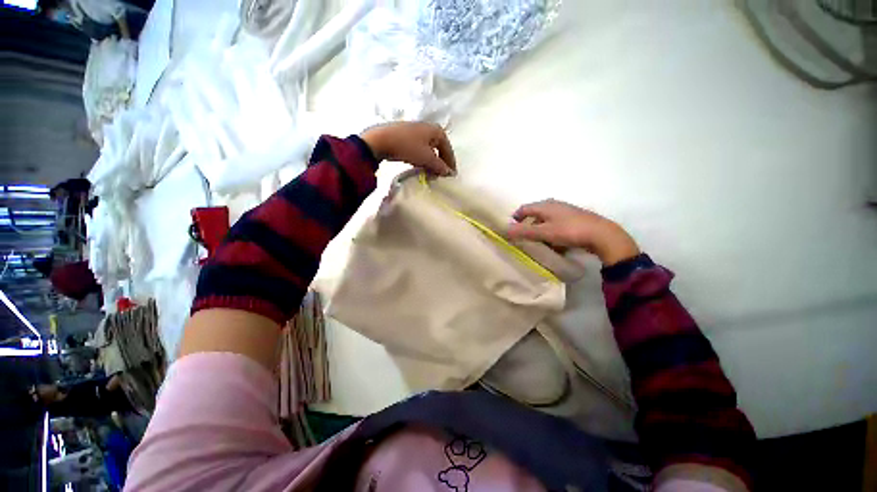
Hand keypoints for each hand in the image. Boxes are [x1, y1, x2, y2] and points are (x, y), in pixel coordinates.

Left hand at [360, 122, 455, 175]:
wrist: (380, 140)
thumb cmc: (407, 146)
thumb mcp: (426, 158)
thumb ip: (440, 166)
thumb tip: (449, 173)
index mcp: (436, 130)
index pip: (448, 149)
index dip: (450, 163)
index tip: (452, 176)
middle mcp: (427, 127)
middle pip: (438, 148)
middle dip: (440, 163)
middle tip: (440, 175)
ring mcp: (415, 130)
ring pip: (428, 149)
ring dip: (430, 161)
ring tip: (430, 173)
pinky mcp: (405, 135)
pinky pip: (418, 148)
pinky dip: (421, 158)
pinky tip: (418, 165)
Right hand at [507, 199, 639, 265]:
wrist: (602, 235)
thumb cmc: (569, 231)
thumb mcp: (544, 232)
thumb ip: (524, 231)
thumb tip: (505, 230)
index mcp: (546, 205)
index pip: (524, 208)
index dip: (516, 217)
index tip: (510, 228)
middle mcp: (555, 205)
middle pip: (535, 213)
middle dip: (527, 224)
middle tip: (523, 235)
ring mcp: (566, 211)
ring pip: (546, 219)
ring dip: (539, 229)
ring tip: (537, 241)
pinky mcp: (574, 219)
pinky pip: (556, 224)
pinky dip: (550, 231)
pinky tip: (553, 242)